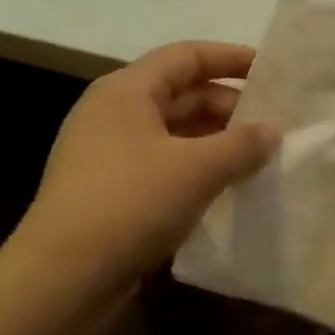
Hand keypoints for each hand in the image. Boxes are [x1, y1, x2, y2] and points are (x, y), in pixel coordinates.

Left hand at [17, 42, 276, 289]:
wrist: (63, 277)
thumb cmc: (130, 203)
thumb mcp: (197, 169)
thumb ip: (242, 145)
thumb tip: (272, 132)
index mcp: (126, 91)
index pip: (185, 57)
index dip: (229, 58)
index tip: (269, 71)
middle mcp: (112, 114)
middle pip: (179, 95)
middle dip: (227, 107)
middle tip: (271, 126)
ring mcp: (106, 155)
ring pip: (172, 134)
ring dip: (213, 142)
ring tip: (256, 158)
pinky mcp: (108, 192)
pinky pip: (161, 166)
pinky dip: (194, 170)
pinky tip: (223, 189)